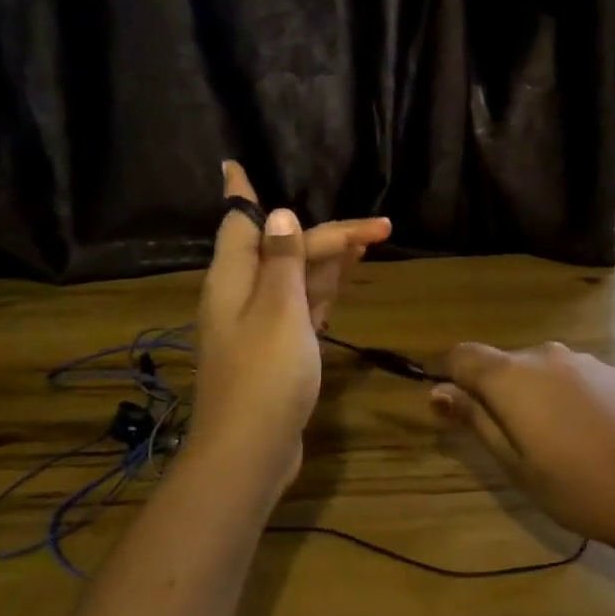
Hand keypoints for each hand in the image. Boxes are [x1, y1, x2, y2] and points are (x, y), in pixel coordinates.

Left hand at [192, 162, 389, 493]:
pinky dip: (324, 289)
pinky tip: (345, 279)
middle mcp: (243, 295)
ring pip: (297, 277)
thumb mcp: (278, 309)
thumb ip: (283, 260)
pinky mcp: (278, 349)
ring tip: (370, 241)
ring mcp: (261, 324)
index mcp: (234, 278)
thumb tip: (282, 214)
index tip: (234, 163)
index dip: (242, 192)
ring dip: (330, 258)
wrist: (250, 452)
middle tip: (381, 227)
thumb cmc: (264, 374)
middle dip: (329, 235)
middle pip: (285, 249)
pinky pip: (303, 305)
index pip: (239, 222)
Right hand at [430, 342, 614, 556]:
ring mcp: (584, 360)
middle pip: (502, 363)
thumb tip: (438, 391)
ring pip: (540, 369)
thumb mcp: (515, 465)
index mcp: (512, 376)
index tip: (443, 398)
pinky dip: (564, 394)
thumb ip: (475, 420)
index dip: (446, 372)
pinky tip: (586, 433)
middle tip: (504, 439)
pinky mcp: (614, 372)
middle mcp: (545, 355)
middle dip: (492, 390)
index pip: (462, 355)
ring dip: (531, 393)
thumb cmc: (578, 487)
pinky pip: (572, 375)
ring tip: (551, 441)